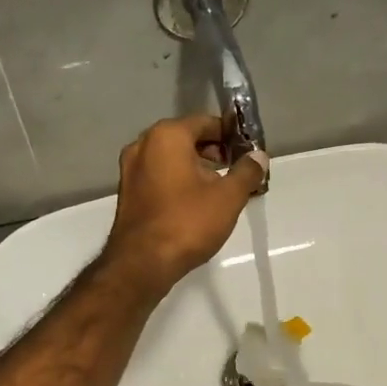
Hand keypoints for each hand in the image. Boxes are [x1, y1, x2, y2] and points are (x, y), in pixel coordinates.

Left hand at [103, 116, 265, 297]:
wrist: (142, 263)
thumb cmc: (187, 222)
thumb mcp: (228, 197)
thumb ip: (246, 172)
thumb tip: (259, 156)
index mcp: (167, 136)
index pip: (206, 122)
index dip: (231, 135)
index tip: (248, 152)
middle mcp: (143, 144)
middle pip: (187, 138)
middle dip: (213, 151)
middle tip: (236, 171)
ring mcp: (130, 168)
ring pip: (171, 157)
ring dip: (196, 167)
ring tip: (220, 189)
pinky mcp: (127, 191)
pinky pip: (159, 175)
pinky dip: (178, 180)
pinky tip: (195, 202)